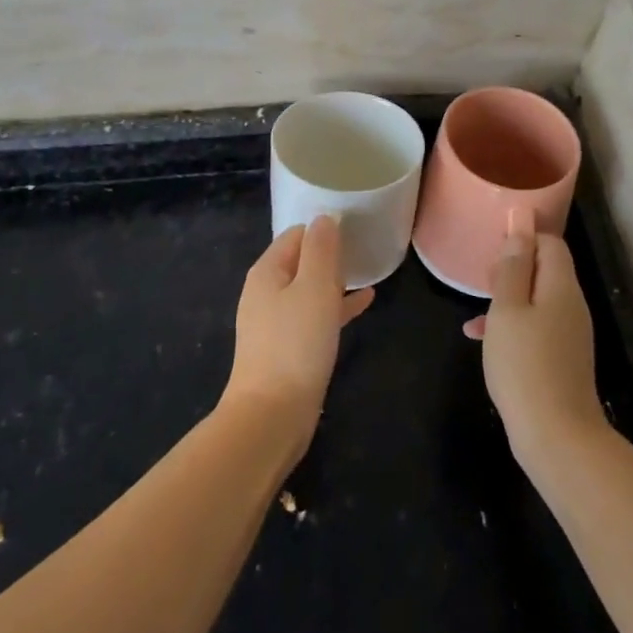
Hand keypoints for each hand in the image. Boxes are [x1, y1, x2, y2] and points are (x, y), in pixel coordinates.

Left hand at [224, 216, 374, 448]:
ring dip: (335, 280)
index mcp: (267, 271)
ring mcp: (275, 322)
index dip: (323, 228)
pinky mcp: (287, 348)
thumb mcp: (315, 287)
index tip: (354, 227)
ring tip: (367, 272)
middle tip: (364, 247)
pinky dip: (336, 306)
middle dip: (330, 254)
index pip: (296, 234)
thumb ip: (321, 249)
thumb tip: (324, 218)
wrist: (272, 414)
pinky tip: (364, 303)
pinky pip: (315, 315)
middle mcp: (266, 292)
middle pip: (301, 261)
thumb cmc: (296, 343)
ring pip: (309, 289)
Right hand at [463, 221, 605, 468]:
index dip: (523, 237)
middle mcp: (571, 305)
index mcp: (561, 287)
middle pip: (544, 270)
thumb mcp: (508, 309)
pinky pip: (535, 327)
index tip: (492, 246)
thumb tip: (521, 223)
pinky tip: (480, 337)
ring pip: (536, 300)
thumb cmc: (525, 364)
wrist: (556, 436)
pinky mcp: (561, 359)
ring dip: (507, 297)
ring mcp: (569, 335)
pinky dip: (511, 325)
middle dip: (512, 267)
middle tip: (481, 277)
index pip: (550, 243)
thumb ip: (513, 266)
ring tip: (476, 305)